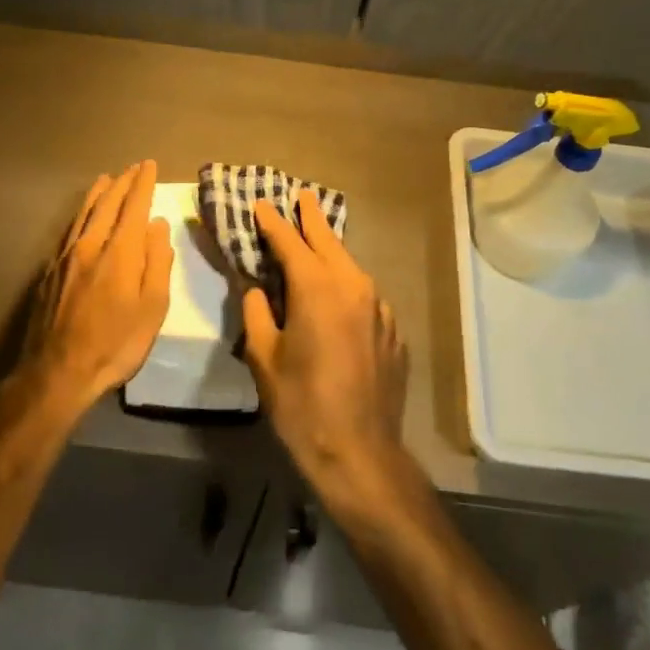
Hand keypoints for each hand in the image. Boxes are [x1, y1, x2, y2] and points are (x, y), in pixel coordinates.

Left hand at [4, 162, 172, 425]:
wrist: (57, 372)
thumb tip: (158, 225)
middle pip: (107, 205)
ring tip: (107, 179)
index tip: (149, 165)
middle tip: (133, 168)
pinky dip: (81, 214)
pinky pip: (69, 230)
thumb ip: (157, 262)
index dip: (143, 184)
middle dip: (123, 184)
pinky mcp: (50, 271)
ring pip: (84, 214)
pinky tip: (82, 217)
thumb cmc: (116, 344)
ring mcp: (66, 257)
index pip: (134, 207)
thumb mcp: (153, 308)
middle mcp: (91, 245)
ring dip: (98, 194)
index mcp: (120, 252)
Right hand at [241, 192, 409, 506]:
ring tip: (317, 241)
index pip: (290, 242)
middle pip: (329, 242)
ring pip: (351, 267)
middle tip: (301, 197)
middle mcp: (354, 287)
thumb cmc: (302, 406)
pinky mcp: (392, 331)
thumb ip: (257, 313)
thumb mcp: (264, 358)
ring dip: (331, 252)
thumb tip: (257, 289)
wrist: (360, 452)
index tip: (261, 204)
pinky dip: (347, 286)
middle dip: (312, 219)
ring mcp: (379, 308)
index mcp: (317, 289)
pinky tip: (338, 298)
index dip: (273, 222)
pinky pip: (365, 296)